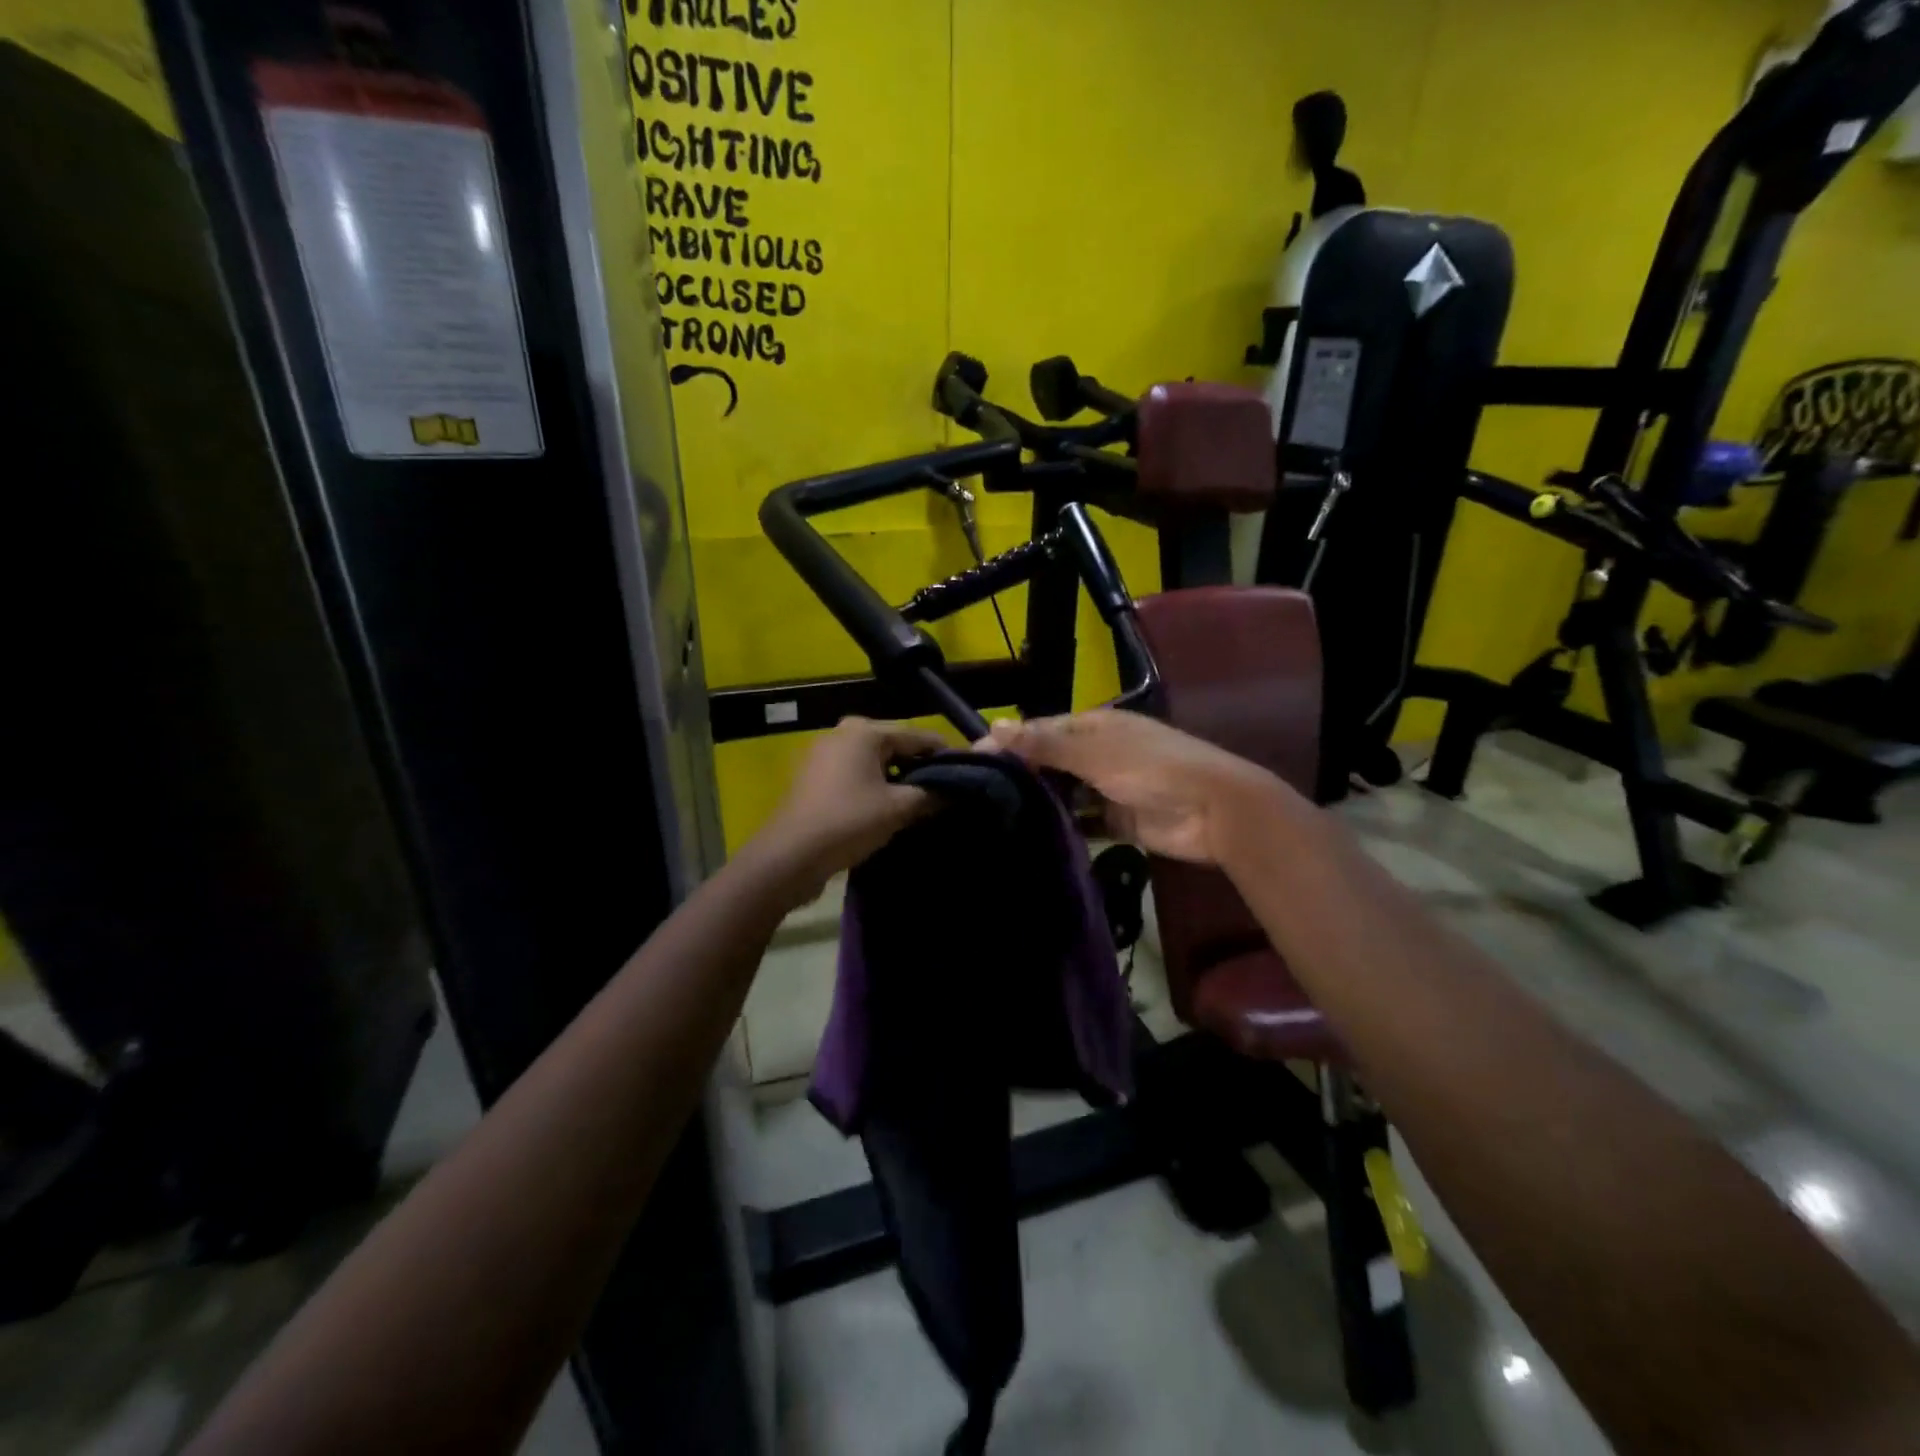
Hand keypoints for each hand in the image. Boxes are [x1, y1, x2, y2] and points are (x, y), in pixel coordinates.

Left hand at [758, 717, 946, 894]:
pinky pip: (856, 774)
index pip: (919, 736)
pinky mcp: (815, 777)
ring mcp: (825, 754)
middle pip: (896, 746)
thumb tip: (958, 790)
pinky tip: (890, 809)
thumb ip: (932, 794)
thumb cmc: (848, 823)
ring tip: (922, 803)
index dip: (946, 755)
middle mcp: (844, 733)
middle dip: (921, 768)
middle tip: (945, 792)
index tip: (969, 775)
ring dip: (898, 780)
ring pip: (876, 762)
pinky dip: (875, 787)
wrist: (789, 857)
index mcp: (865, 731)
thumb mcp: (898, 809)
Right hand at [985, 710, 1294, 864]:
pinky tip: (1032, 837)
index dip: (1009, 743)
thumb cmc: (1154, 769)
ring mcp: (1108, 788)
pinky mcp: (1118, 821)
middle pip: (1051, 762)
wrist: (1216, 812)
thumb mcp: (1096, 752)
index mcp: (1095, 726)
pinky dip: (1064, 827)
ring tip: (994, 819)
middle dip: (1021, 775)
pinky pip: (1083, 822)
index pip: (1042, 730)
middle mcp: (1098, 754)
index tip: (971, 761)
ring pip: (1064, 794)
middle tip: (977, 796)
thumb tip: (994, 727)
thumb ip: (1046, 743)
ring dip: (1040, 802)